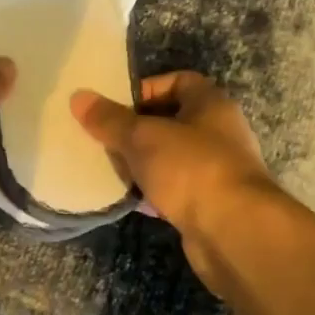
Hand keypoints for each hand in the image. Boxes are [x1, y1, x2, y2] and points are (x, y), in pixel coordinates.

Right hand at [71, 72, 280, 295]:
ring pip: (171, 157)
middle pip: (171, 121)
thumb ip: (110, 119)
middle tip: (104, 139)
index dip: (145, 89)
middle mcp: (219, 132)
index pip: (177, 81)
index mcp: (211, 104)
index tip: (115, 107)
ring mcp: (217, 170)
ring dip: (143, 163)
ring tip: (110, 168)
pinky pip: (175, 189)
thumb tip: (78, 97)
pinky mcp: (210, 204)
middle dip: (136, 130)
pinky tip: (130, 199)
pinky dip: (154, 192)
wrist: (235, 233)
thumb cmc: (191, 169)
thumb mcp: (143, 138)